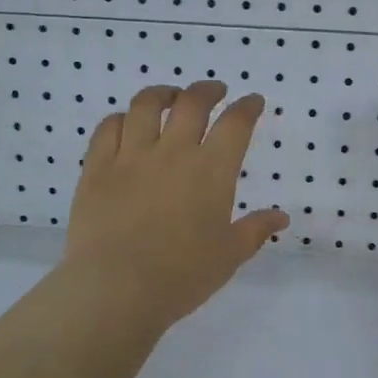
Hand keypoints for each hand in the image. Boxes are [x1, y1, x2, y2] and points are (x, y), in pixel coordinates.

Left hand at [63, 81, 289, 328]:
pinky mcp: (97, 168)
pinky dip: (121, 119)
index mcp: (211, 171)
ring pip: (145, 105)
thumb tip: (281, 217)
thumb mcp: (229, 255)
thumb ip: (255, 230)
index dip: (247, 107)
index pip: (236, 124)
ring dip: (162, 94)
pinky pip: (108, 128)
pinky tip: (127, 123)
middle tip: (214, 91)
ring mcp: (131, 156)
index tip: (253, 102)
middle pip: (192, 102)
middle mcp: (173, 152)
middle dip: (207, 90)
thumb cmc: (182, 275)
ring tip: (169, 97)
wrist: (116, 288)